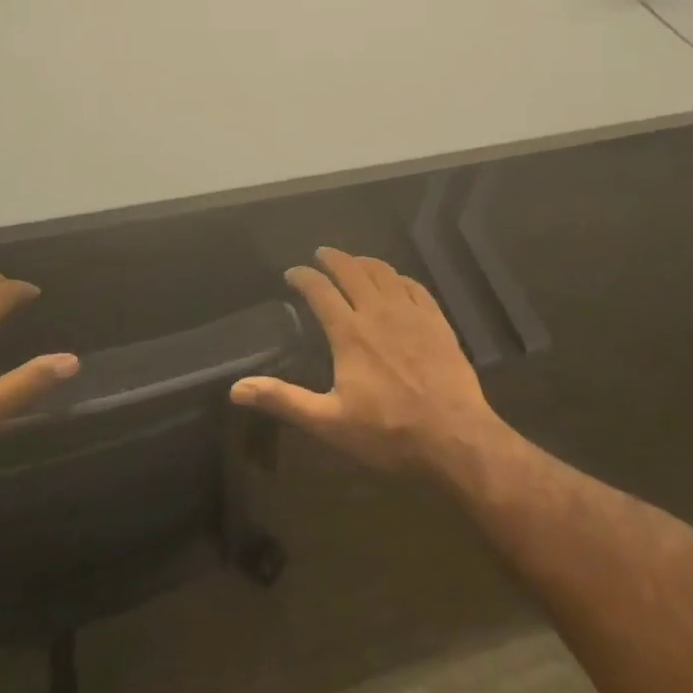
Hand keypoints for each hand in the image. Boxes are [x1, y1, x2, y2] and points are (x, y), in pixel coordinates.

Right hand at [230, 248, 504, 476]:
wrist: (455, 439)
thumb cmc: (388, 433)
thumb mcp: (329, 422)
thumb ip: (284, 400)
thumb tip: (236, 389)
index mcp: (350, 333)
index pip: (320, 290)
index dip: (303, 276)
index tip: (292, 273)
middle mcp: (378, 312)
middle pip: (352, 270)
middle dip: (333, 258)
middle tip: (321, 254)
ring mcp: (412, 314)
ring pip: (384, 272)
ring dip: (364, 262)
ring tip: (354, 261)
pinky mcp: (437, 322)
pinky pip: (415, 287)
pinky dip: (399, 277)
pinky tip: (396, 281)